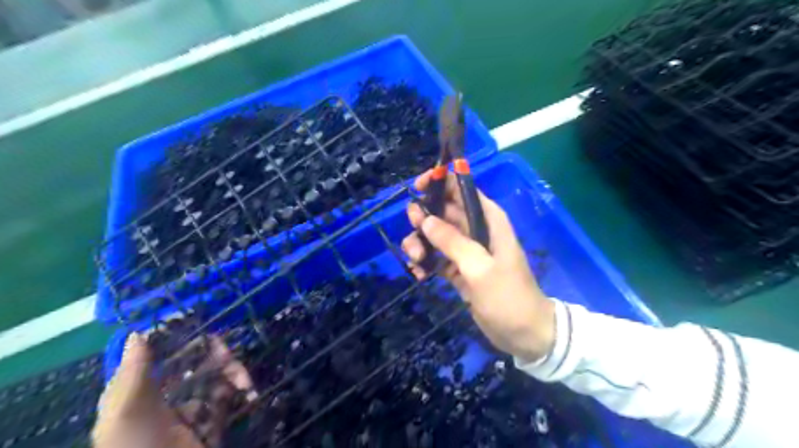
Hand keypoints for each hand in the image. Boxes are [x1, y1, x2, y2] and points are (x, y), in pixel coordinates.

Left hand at [93, 332, 255, 447]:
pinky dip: (242, 393)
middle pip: (197, 365)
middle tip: (229, 355)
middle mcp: (167, 398)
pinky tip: (250, 394)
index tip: (207, 330)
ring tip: (245, 383)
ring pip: (217, 379)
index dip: (185, 341)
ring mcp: (191, 411)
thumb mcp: (125, 413)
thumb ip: (134, 373)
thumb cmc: (136, 447)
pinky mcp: (211, 423)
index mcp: (142, 392)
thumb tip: (139, 333)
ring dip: (234, 375)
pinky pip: (229, 400)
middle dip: (217, 357)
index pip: (166, 356)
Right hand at [402, 169, 552, 362]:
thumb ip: (452, 242)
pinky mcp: (458, 269)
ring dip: (420, 244)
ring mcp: (466, 250)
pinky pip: (436, 257)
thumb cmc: (508, 297)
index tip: (417, 188)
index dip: (441, 182)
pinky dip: (425, 262)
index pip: (462, 189)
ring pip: (435, 235)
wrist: (524, 334)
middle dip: (423, 219)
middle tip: (414, 235)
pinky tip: (419, 274)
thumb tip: (425, 220)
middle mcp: (476, 229)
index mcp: (488, 219)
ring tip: (415, 261)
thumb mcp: (480, 268)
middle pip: (443, 211)